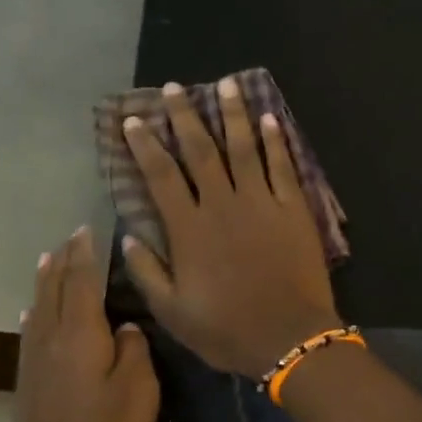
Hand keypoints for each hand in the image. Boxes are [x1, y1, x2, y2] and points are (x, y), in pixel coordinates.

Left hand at [4, 226, 159, 421]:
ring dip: (45, 282)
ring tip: (49, 260)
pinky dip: (34, 312)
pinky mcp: (26, 387)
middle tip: (70, 238)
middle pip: (55, 291)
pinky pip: (30, 332)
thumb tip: (123, 327)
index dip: (85, 256)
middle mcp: (50, 342)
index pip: (81, 283)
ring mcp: (33, 365)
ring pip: (38, 310)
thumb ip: (133, 352)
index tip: (87, 230)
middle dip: (63, 262)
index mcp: (80, 338)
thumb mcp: (138, 394)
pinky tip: (32, 314)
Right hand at [121, 78, 342, 378]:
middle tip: (174, 88)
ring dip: (233, 114)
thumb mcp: (173, 312)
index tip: (134, 120)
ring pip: (244, 147)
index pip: (161, 176)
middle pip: (200, 150)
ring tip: (226, 84)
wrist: (289, 337)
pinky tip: (269, 117)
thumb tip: (128, 236)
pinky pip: (283, 166)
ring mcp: (261, 203)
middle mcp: (222, 205)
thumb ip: (147, 272)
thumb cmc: (228, 329)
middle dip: (185, 116)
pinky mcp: (293, 208)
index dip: (145, 145)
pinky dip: (275, 140)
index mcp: (189, 229)